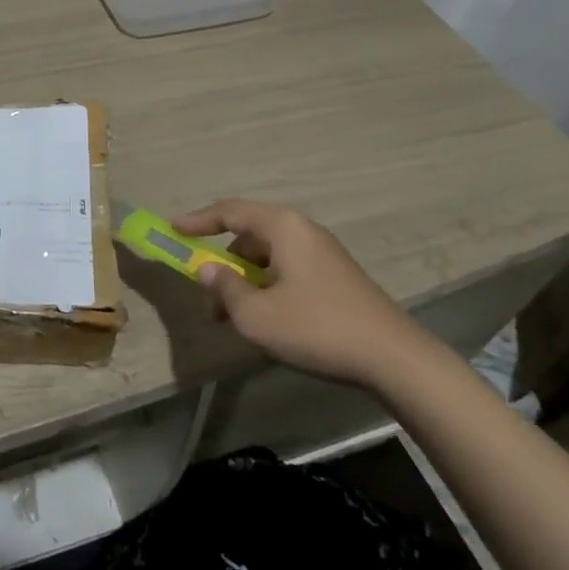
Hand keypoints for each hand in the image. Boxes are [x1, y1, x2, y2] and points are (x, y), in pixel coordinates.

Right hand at [174, 198, 435, 391]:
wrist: (395, 359)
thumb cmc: (318, 329)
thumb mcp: (258, 315)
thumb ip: (225, 288)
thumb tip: (208, 269)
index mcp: (282, 227)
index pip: (229, 211)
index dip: (197, 220)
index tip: (173, 229)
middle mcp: (302, 229)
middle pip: (248, 234)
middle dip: (222, 261)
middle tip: (207, 293)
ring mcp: (323, 252)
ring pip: (268, 255)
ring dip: (244, 279)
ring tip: (234, 316)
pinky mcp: (336, 275)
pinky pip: (287, 268)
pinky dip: (267, 285)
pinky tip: (267, 318)